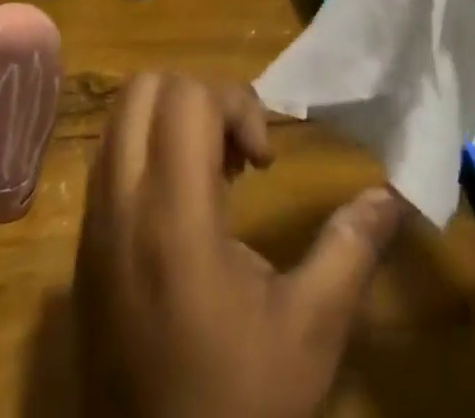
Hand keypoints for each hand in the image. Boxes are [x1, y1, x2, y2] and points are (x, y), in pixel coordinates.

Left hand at [75, 74, 404, 417]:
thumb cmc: (239, 405)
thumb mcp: (309, 331)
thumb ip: (350, 249)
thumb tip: (394, 195)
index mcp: (174, 216)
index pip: (187, 96)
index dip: (235, 103)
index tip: (264, 160)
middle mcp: (121, 206)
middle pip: (146, 88)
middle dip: (199, 99)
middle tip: (236, 152)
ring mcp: (92, 226)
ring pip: (120, 119)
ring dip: (168, 123)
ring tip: (212, 177)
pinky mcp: (81, 250)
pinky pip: (106, 162)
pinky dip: (145, 154)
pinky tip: (182, 211)